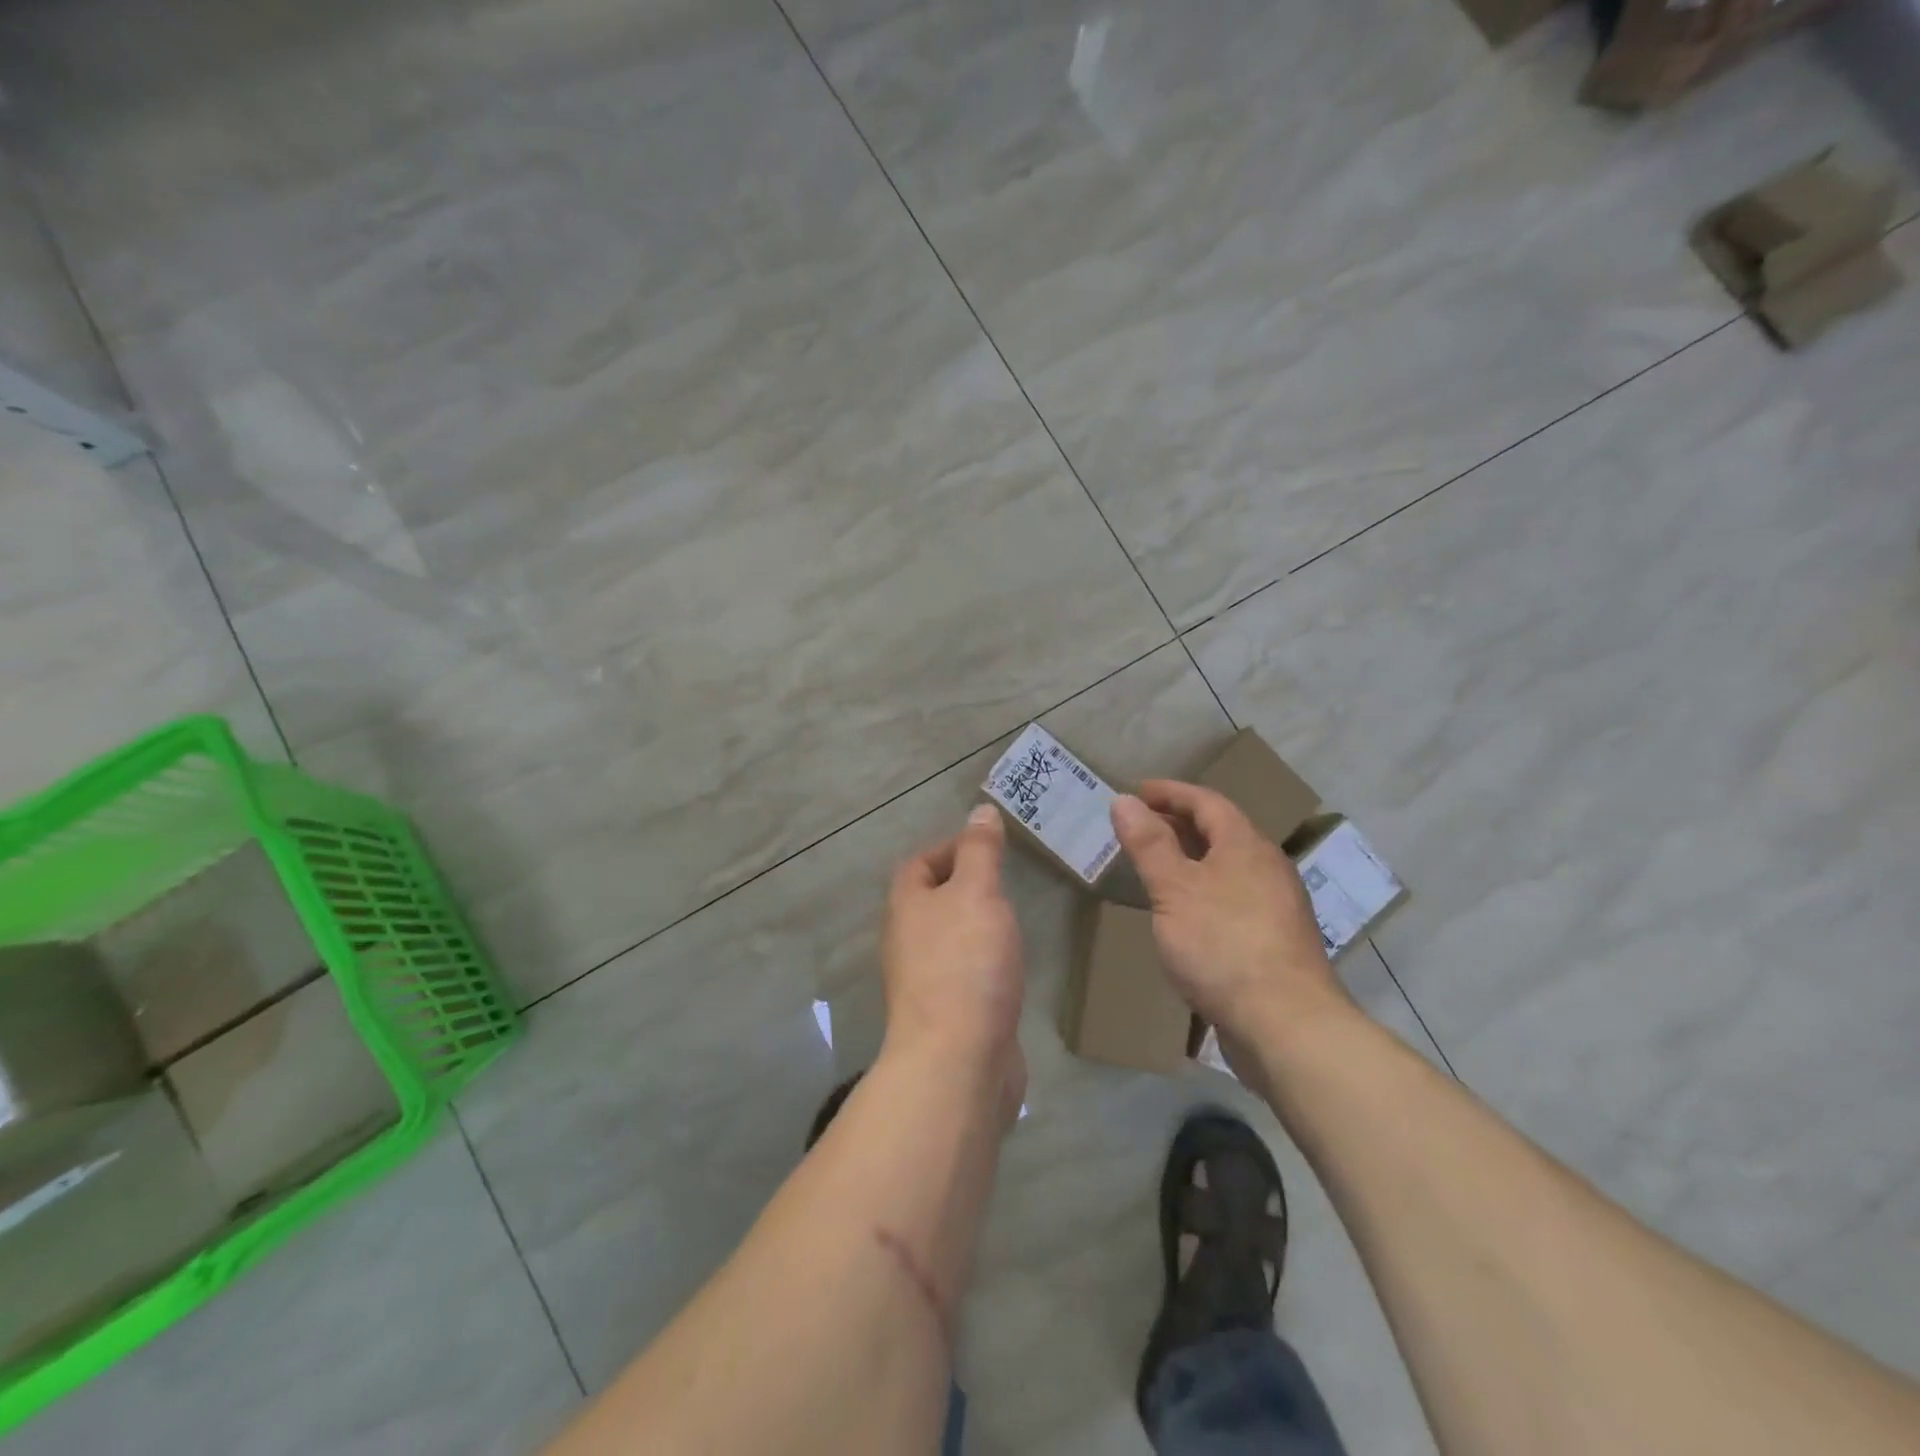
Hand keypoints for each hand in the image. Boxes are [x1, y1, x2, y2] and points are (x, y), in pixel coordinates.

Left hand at [881, 805, 1026, 1121]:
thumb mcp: (978, 893)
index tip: (988, 847)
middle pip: (931, 901)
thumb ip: (981, 852)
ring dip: (975, 925)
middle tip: (1007, 881)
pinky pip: (964, 973)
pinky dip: (984, 962)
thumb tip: (980, 811)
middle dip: (965, 886)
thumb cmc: (965, 963)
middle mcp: (907, 941)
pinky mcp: (948, 1014)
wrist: (957, 1060)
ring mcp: (925, 981)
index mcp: (906, 906)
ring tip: (1012, 918)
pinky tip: (1009, 966)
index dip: (949, 847)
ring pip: (949, 938)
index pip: (918, 863)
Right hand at [1110, 781, 1353, 1055]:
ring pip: (1228, 867)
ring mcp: (1276, 907)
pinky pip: (1233, 898)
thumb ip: (1149, 844)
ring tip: (1157, 867)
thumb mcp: (1174, 890)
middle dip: (1179, 823)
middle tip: (1140, 827)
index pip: (1207, 802)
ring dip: (1192, 859)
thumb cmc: (1223, 945)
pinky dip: (1204, 891)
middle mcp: (1267, 868)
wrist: (1287, 1025)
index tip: (1136, 791)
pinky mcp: (1275, 942)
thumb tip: (1124, 801)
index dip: (1170, 792)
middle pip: (1222, 832)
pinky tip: (1186, 915)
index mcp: (1246, 846)